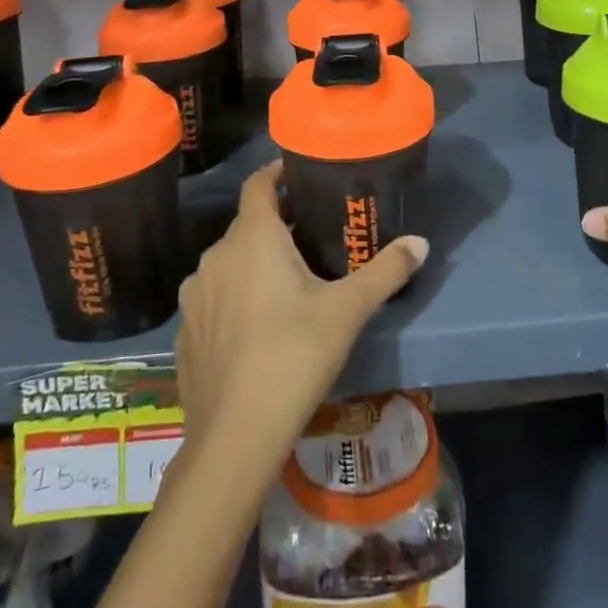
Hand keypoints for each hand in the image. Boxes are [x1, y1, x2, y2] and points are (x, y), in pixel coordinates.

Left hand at [174, 161, 427, 471]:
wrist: (234, 436)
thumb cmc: (293, 355)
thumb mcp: (348, 311)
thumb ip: (385, 271)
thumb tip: (422, 242)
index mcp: (252, 238)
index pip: (258, 185)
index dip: (276, 172)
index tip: (298, 171)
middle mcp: (216, 257)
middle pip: (247, 225)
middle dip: (277, 224)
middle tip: (312, 233)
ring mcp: (194, 296)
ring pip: (229, 263)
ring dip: (254, 262)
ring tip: (287, 280)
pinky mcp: (185, 333)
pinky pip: (214, 299)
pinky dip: (234, 298)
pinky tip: (257, 326)